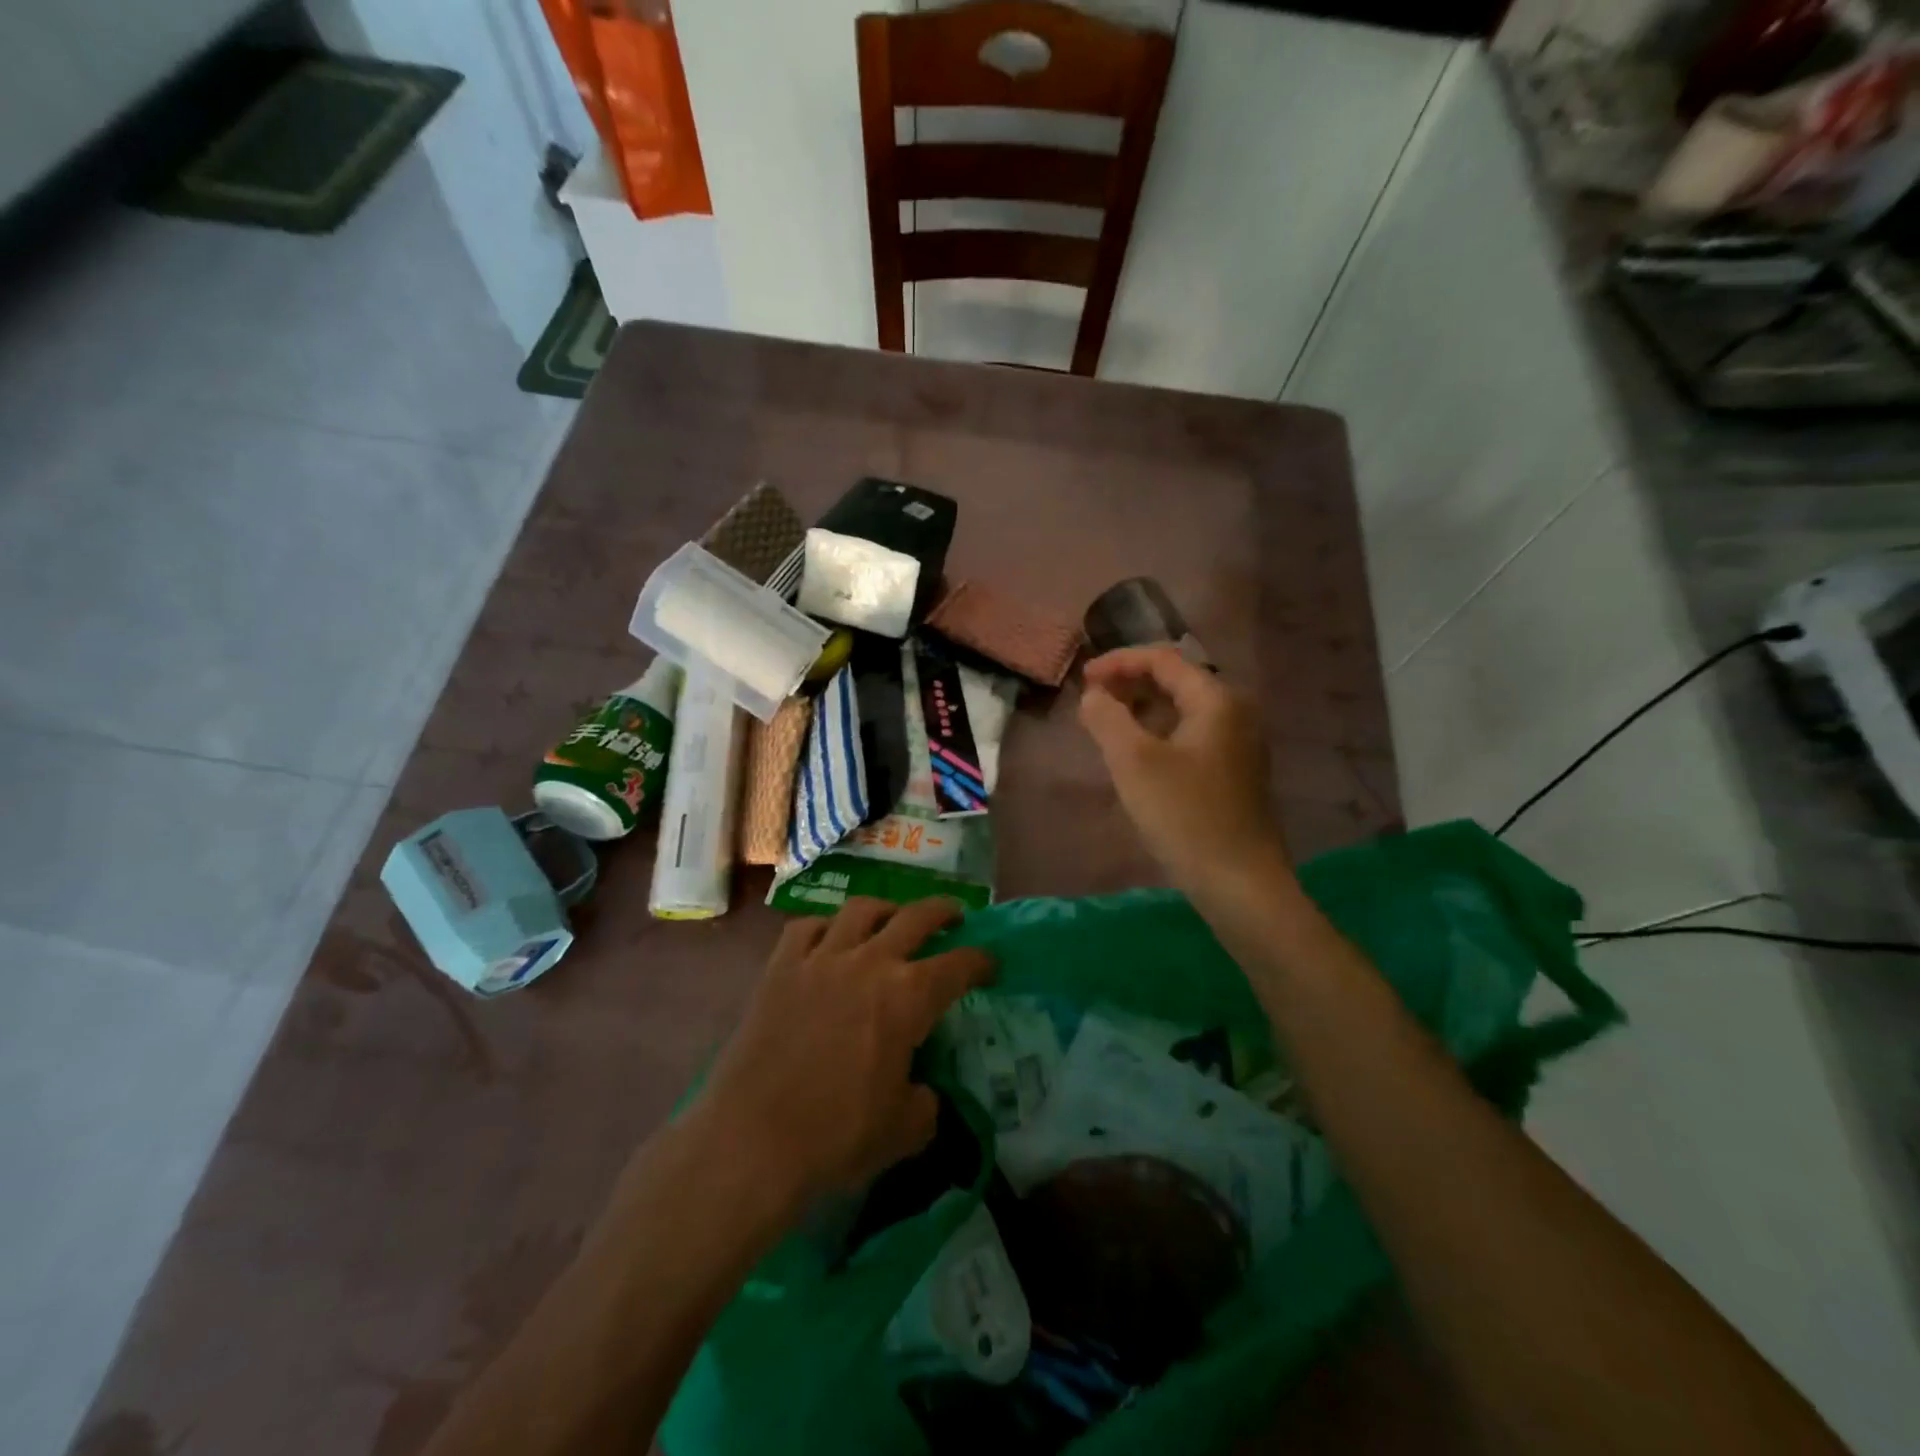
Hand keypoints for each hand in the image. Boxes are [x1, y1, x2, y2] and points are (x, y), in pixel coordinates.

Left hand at [692, 897, 994, 1212]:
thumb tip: (920, 1087)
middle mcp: (869, 963)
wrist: (752, 1141)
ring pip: (861, 910)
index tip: (990, 964)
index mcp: (908, 997)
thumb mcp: (904, 1130)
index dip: (981, 961)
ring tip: (892, 917)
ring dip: (886, 909)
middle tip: (955, 916)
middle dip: (943, 912)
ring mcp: (821, 958)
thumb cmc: (837, 1137)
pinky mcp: (781, 968)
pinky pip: (806, 927)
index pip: (959, 965)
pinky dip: (825, 927)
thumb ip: (924, 1101)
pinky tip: (829, 938)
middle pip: (916, 917)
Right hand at [1078, 646, 1290, 893]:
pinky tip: (1137, 757)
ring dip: (1142, 710)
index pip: (1164, 660)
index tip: (1083, 680)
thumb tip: (1093, 695)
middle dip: (1130, 684)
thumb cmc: (1184, 816)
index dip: (1119, 662)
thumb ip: (1107, 718)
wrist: (1239, 883)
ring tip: (1107, 726)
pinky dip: (1159, 734)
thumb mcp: (1134, 762)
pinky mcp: (1234, 774)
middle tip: (1092, 702)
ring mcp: (1239, 745)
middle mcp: (1235, 714)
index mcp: (1216, 701)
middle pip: (1176, 681)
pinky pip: (1190, 736)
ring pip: (1182, 711)